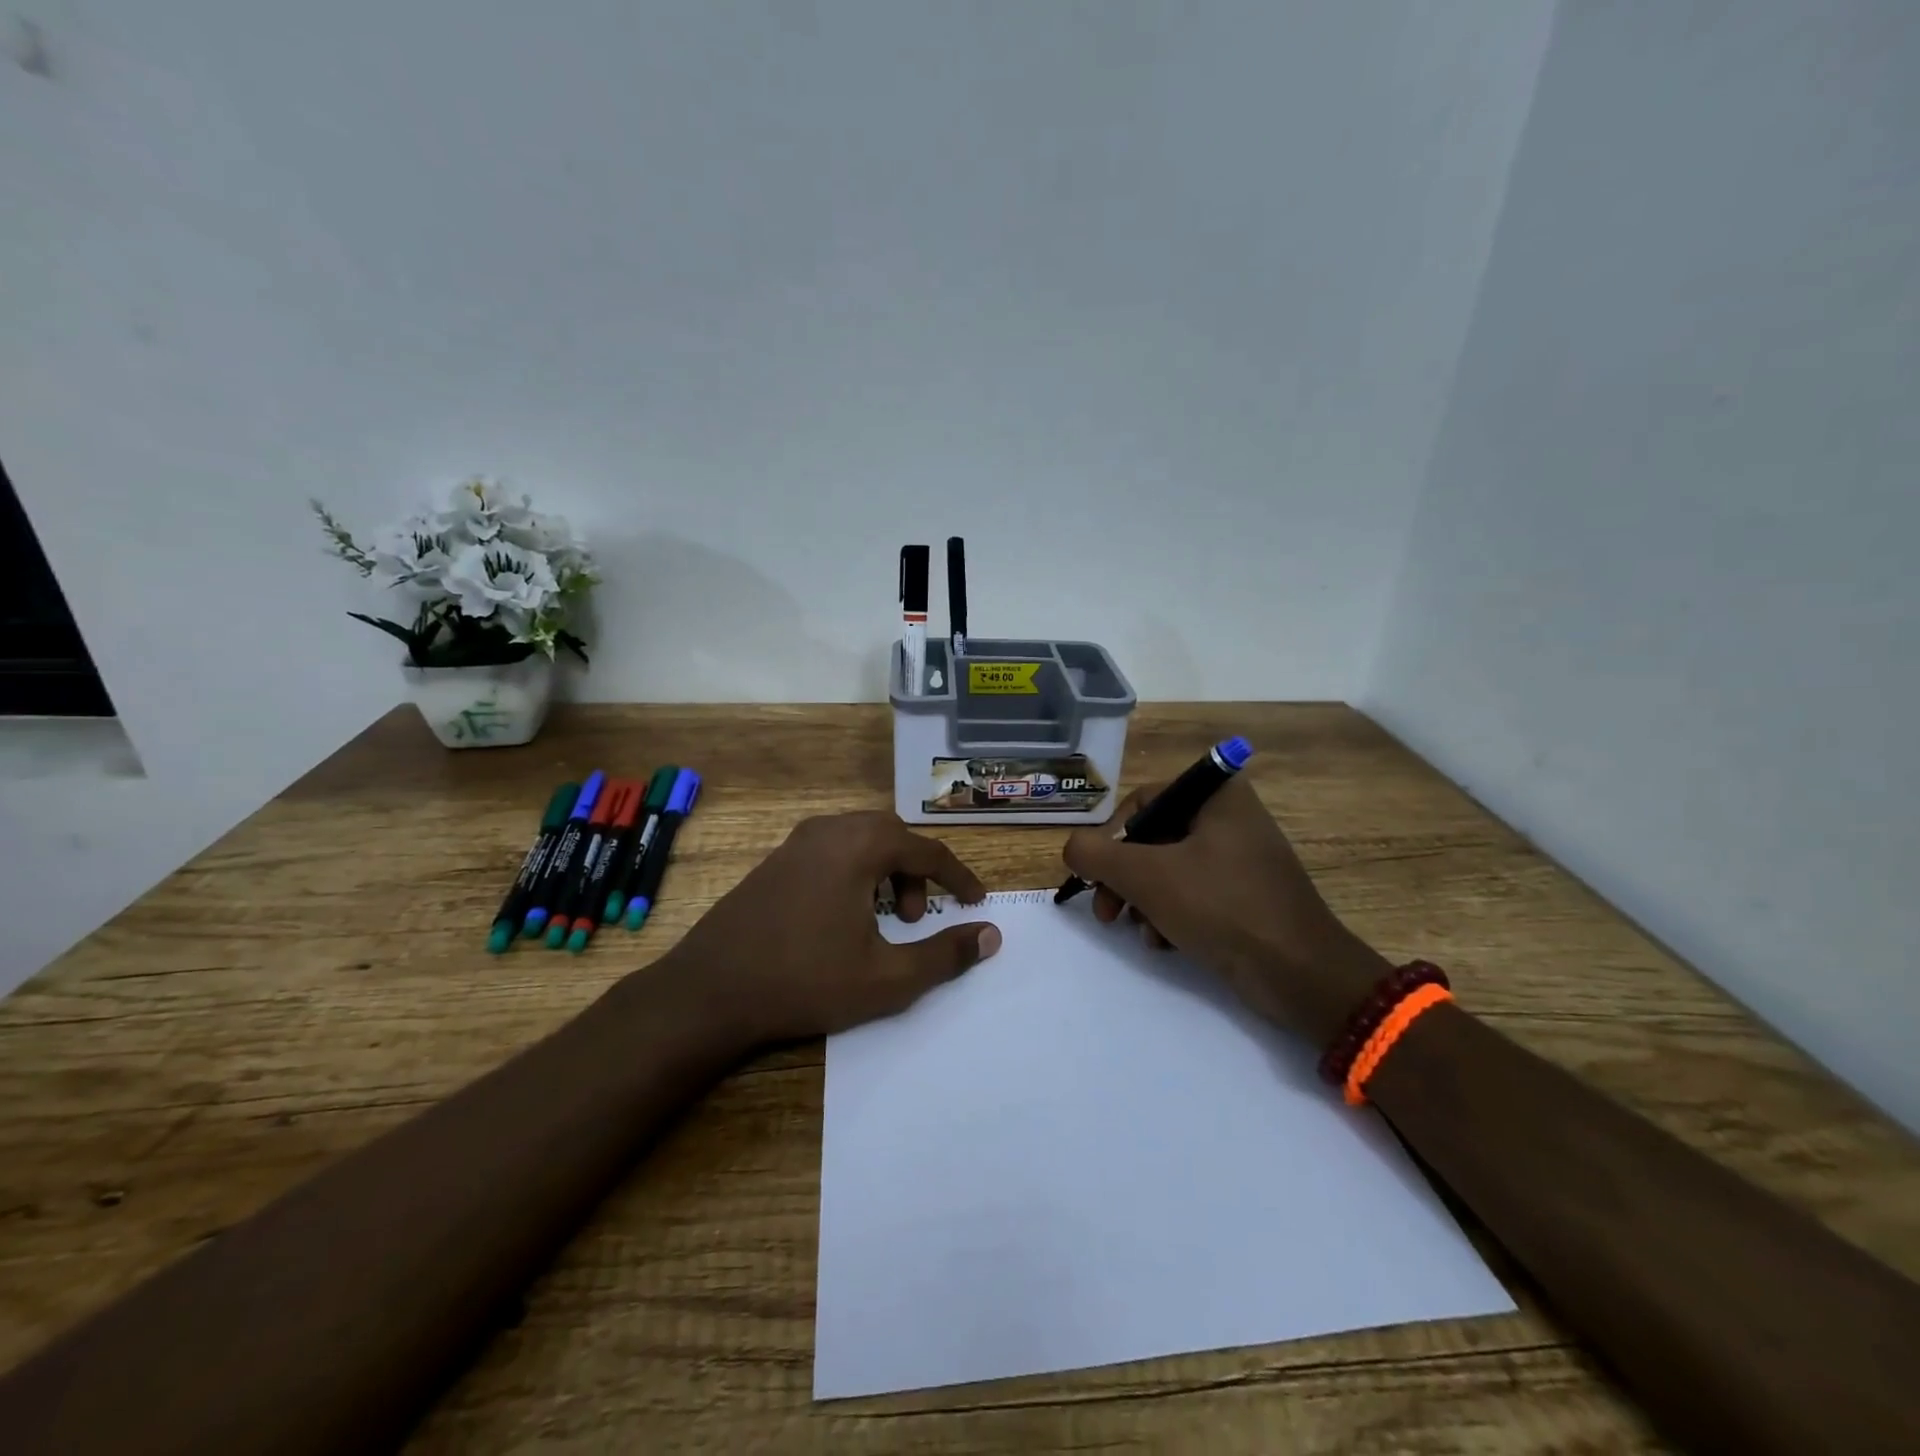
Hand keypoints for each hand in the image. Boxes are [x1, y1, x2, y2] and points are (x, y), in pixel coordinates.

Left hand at [661, 811, 1000, 1044]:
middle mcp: (829, 830)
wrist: (709, 991)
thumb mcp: (887, 979)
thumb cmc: (805, 981)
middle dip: (917, 873)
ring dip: (885, 872)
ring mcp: (796, 842)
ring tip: (882, 921)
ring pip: (861, 841)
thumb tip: (991, 935)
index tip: (976, 902)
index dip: (958, 878)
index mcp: (859, 846)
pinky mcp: (775, 860)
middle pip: (893, 836)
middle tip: (917, 919)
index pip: (927, 851)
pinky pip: (832, 850)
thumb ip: (945, 955)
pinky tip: (844, 917)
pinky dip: (855, 873)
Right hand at [1062, 776, 1386, 1046]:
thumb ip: (1096, 855)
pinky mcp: (1248, 895)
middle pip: (1153, 839)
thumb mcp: (1145, 876)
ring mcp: (1243, 858)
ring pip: (1170, 870)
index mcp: (1217, 796)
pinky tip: (1165, 943)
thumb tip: (1073, 849)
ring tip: (1142, 933)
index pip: (1143, 802)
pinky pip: (1195, 893)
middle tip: (1107, 913)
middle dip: (1125, 879)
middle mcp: (1232, 817)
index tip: (1101, 877)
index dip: (1114, 839)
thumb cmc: (1221, 907)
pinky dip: (1172, 915)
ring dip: (1145, 902)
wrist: (1300, 974)